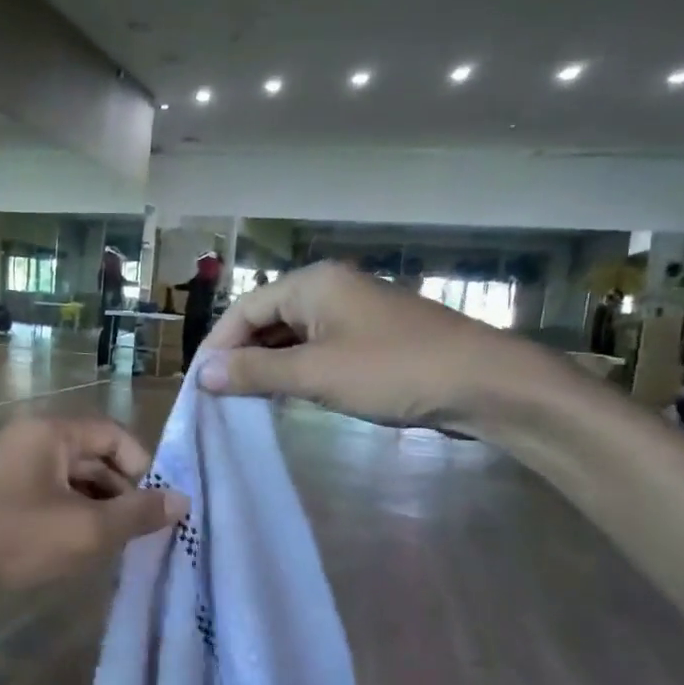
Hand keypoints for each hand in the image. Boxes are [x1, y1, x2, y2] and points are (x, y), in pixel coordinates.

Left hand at [0, 418, 188, 589]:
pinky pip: (51, 494)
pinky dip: (72, 515)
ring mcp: (15, 464)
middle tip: (141, 533)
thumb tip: (182, 500)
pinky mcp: (3, 492)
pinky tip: (81, 548)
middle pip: (95, 456)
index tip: (156, 508)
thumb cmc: (13, 537)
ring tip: (116, 546)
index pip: (115, 435)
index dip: (143, 468)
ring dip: (99, 507)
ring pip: (74, 479)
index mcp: (52, 432)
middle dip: (122, 493)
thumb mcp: (84, 529)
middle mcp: (34, 438)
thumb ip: (136, 514)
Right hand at [197, 262, 560, 429]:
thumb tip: (203, 374)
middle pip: (266, 319)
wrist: (484, 384)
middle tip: (219, 396)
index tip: (200, 384)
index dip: (218, 345)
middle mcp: (329, 289)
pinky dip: (296, 370)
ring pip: (292, 336)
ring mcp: (352, 312)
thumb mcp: (316, 374)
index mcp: (312, 284)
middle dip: (241, 356)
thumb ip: (256, 372)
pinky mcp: (369, 338)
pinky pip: (317, 348)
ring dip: (267, 365)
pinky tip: (286, 396)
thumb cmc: (393, 371)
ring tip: (244, 400)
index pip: (245, 309)